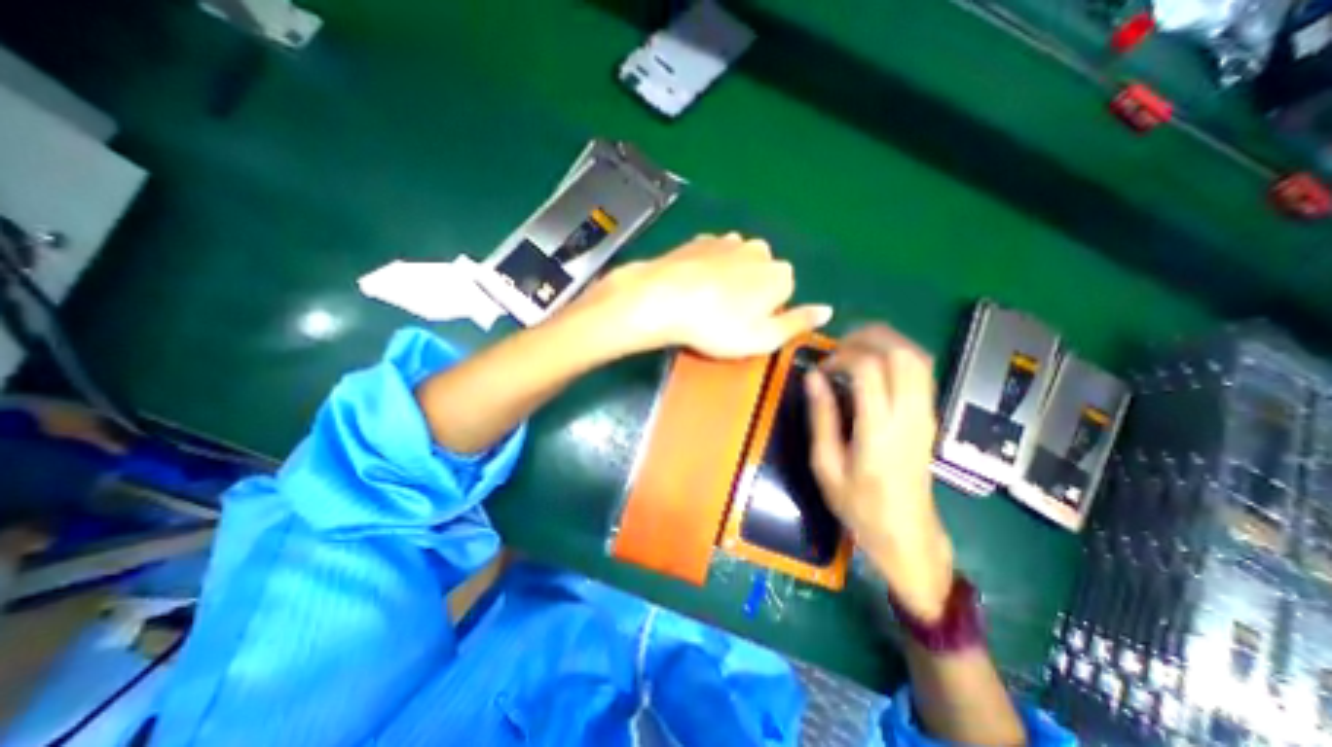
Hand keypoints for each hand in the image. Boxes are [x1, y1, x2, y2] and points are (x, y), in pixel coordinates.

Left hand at [574, 233, 829, 357]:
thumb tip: (826, 310)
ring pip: (738, 264)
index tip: (745, 326)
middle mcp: (759, 250)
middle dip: (749, 293)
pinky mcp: (700, 240)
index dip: (766, 313)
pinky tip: (693, 287)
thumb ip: (798, 323)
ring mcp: (728, 241)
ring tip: (706, 303)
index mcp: (779, 274)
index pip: (784, 293)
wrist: (663, 298)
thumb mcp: (763, 338)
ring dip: (729, 280)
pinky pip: (713, 257)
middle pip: (762, 276)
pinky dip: (708, 269)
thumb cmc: (717, 326)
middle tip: (724, 317)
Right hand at [800, 324, 958, 620]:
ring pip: (917, 357)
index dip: (841, 357)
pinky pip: (922, 370)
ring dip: (885, 342)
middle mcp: (911, 416)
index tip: (821, 369)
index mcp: (880, 432)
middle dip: (866, 338)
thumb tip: (813, 377)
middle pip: (902, 353)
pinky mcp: (931, 415)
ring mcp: (927, 414)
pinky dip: (896, 355)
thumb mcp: (826, 465)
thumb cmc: (859, 504)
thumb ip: (821, 417)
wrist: (907, 533)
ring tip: (853, 350)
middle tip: (837, 349)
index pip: (870, 370)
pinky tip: (873, 365)